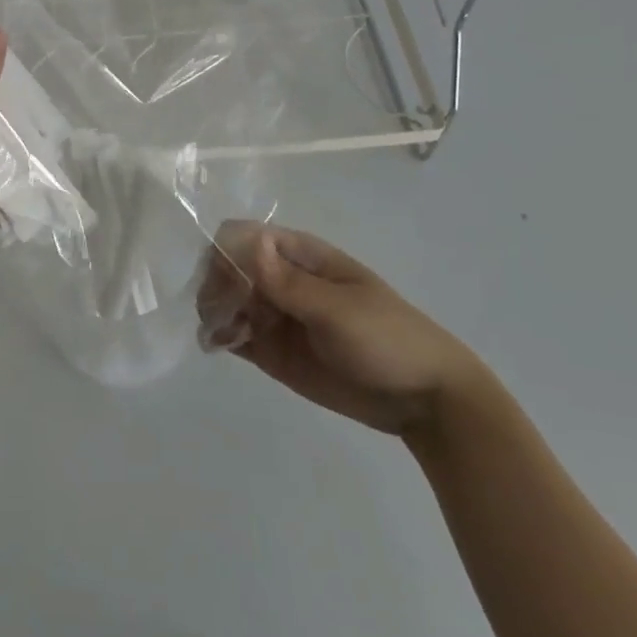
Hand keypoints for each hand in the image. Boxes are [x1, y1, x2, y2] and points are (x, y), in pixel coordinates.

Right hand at [200, 221, 488, 438]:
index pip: (243, 237)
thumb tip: (249, 241)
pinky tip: (217, 346)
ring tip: (222, 335)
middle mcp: (279, 278)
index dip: (226, 254)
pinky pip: (232, 333)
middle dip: (215, 286)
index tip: (228, 284)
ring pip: (225, 300)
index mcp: (299, 255)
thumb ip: (289, 282)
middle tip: (221, 316)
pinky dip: (217, 335)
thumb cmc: (387, 338)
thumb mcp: (338, 309)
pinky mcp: (270, 348)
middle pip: (227, 267)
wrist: (422, 399)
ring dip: (213, 311)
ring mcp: (274, 314)